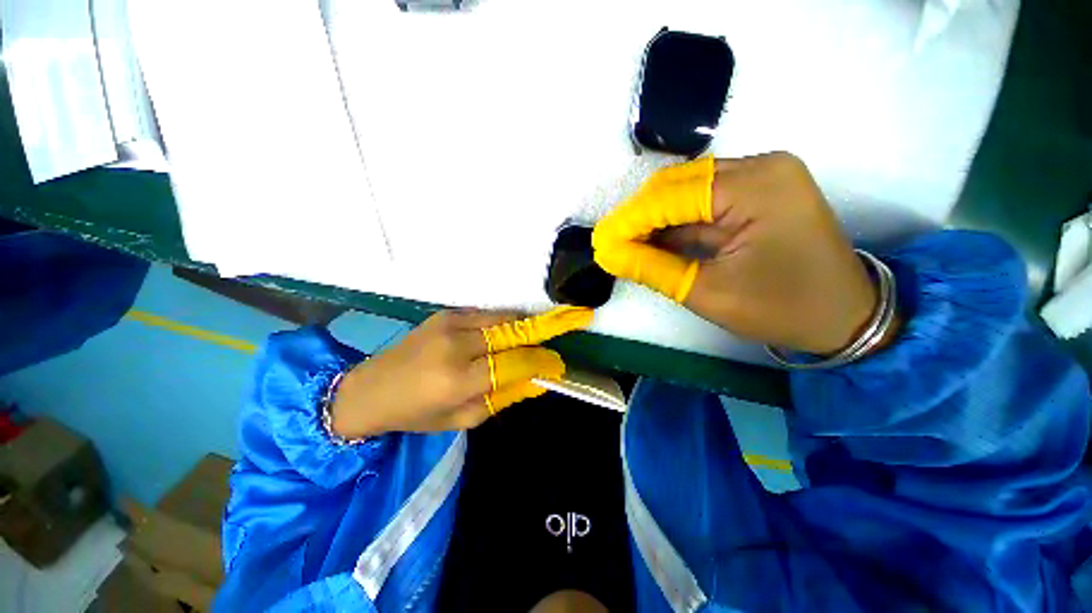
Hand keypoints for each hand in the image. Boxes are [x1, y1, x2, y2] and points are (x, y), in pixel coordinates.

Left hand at [331, 306, 592, 437]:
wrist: (371, 388)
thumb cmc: (417, 413)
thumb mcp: (464, 419)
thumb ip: (504, 396)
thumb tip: (540, 380)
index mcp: (458, 379)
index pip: (515, 363)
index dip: (542, 362)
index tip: (560, 364)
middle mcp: (456, 345)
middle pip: (514, 332)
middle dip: (548, 328)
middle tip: (576, 320)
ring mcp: (450, 323)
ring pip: (504, 318)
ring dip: (528, 323)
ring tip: (547, 327)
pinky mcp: (447, 313)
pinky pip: (488, 314)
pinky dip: (507, 321)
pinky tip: (515, 329)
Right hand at [593, 153, 884, 354]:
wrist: (844, 316)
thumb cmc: (781, 308)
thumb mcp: (707, 292)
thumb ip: (651, 268)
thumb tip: (608, 254)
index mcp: (755, 186)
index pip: (671, 196)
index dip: (629, 220)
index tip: (600, 242)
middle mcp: (760, 167)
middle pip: (677, 184)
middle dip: (639, 217)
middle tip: (612, 245)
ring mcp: (763, 176)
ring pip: (688, 191)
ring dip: (655, 219)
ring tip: (627, 245)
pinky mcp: (760, 191)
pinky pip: (704, 201)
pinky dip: (676, 222)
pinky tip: (654, 240)